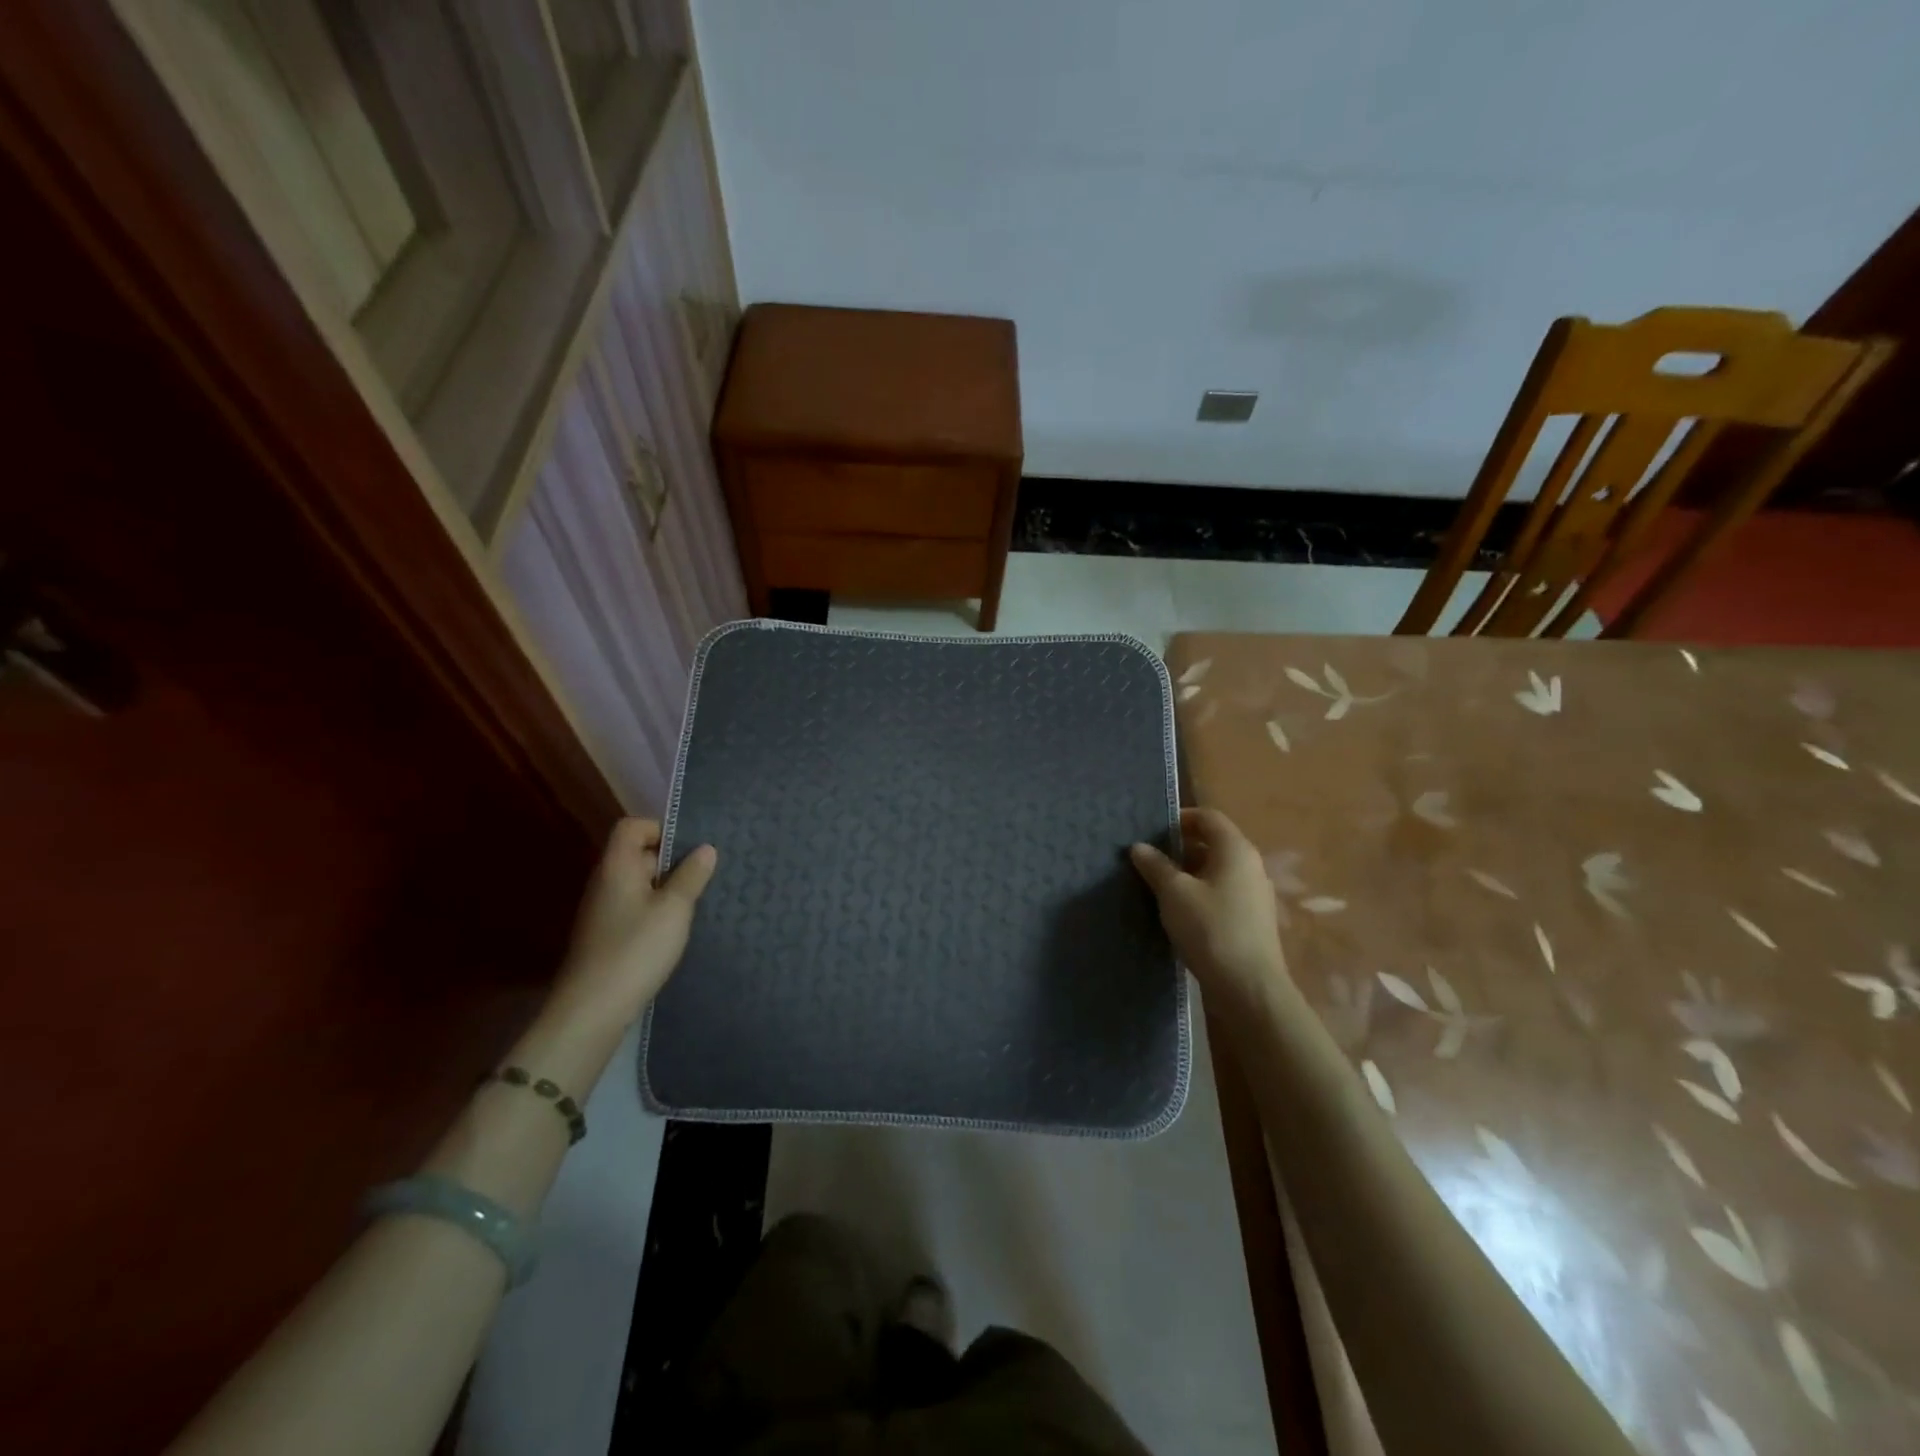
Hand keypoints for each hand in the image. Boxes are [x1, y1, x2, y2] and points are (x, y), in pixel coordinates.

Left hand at [551, 818, 717, 1030]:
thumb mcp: (674, 909)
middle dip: (671, 861)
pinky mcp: (606, 935)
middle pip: (637, 854)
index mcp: (617, 866)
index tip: (690, 849)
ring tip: (695, 903)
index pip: (632, 827)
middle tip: (703, 877)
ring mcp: (603, 910)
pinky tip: (675, 930)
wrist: (592, 1009)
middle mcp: (605, 882)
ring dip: (666, 889)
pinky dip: (656, 911)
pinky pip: (635, 908)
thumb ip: (691, 875)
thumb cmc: (636, 949)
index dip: (661, 829)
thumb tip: (706, 848)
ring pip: (639, 884)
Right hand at [1130, 807, 1291, 1014]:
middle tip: (1148, 858)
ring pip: (1216, 870)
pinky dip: (1199, 893)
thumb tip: (1139, 847)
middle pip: (1213, 843)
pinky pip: (1221, 893)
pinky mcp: (1251, 919)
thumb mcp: (1174, 893)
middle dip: (1180, 847)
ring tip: (1156, 885)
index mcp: (1236, 850)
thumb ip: (1155, 866)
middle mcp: (1250, 865)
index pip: (1208, 817)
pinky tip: (1177, 911)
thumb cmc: (1210, 929)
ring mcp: (1254, 894)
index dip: (1180, 818)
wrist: (1249, 988)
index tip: (1152, 831)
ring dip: (1187, 872)